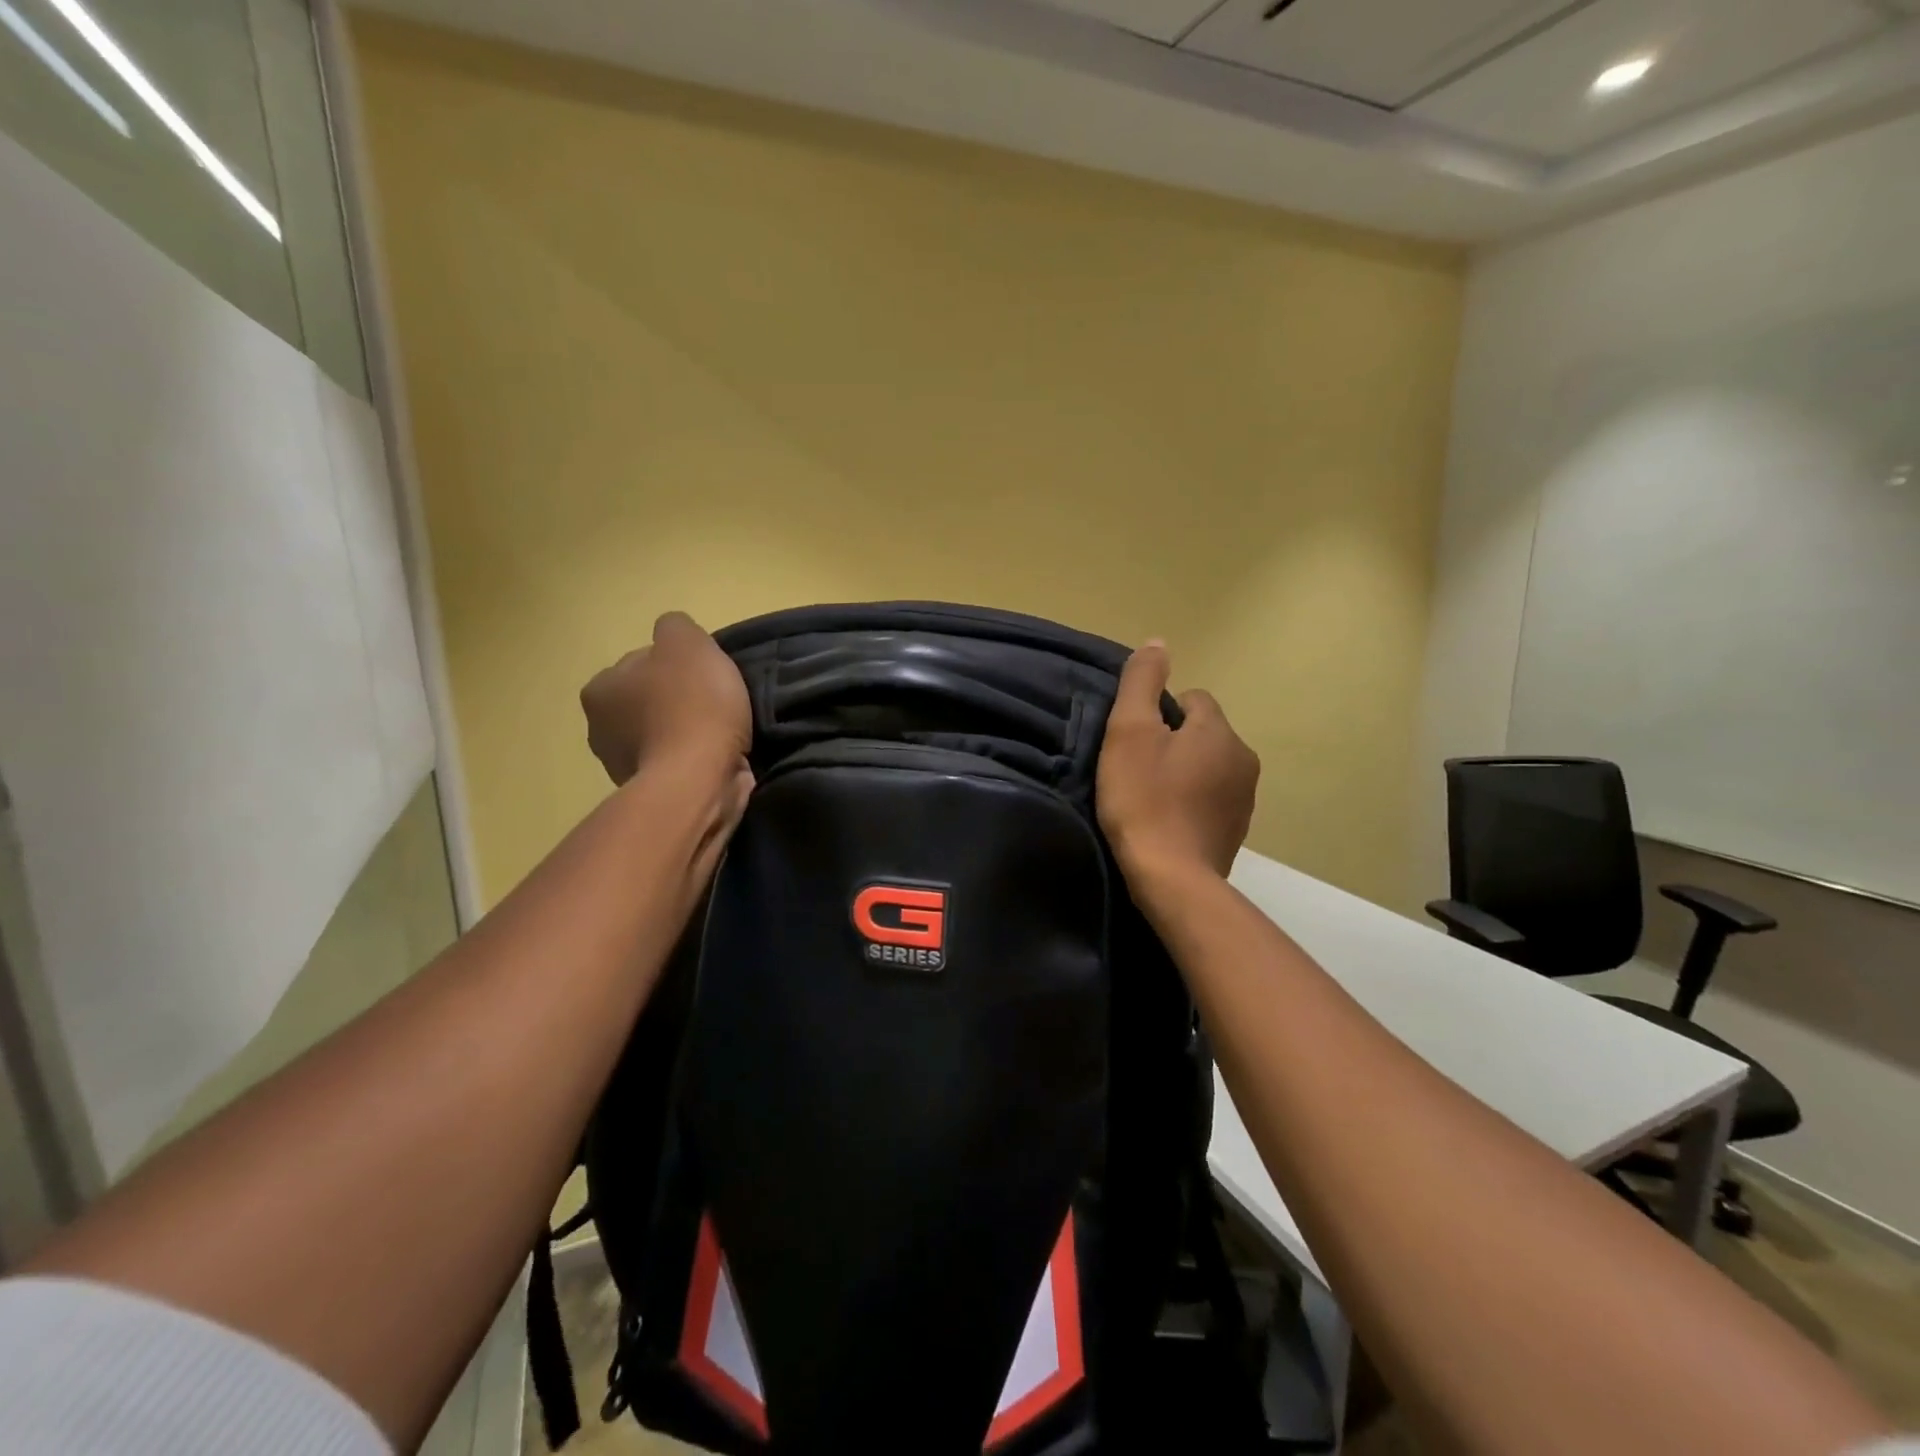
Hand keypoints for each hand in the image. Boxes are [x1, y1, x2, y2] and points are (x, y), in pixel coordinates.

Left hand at [580, 612, 751, 785]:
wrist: (700, 779)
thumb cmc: (691, 705)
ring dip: (687, 732)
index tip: (706, 676)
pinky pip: (676, 764)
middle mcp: (600, 728)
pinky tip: (717, 758)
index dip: (679, 666)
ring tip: (721, 734)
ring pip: (663, 734)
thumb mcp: (687, 642)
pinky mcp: (652, 793)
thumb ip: (675, 627)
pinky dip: (694, 760)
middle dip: (679, 701)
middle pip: (650, 700)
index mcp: (600, 688)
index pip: (643, 664)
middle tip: (716, 704)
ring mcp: (623, 766)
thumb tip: (673, 638)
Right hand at [1096, 640, 1258, 881]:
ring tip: (1151, 798)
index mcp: (1219, 730)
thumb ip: (1142, 682)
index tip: (1136, 743)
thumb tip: (1158, 642)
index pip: (1192, 699)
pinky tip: (1167, 821)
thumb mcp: (1129, 732)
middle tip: (1137, 770)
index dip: (1159, 715)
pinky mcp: (1237, 830)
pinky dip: (1192, 802)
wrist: (1171, 877)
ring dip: (1184, 773)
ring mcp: (1246, 798)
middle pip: (1202, 733)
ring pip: (1208, 766)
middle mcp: (1244, 758)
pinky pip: (1212, 799)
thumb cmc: (1143, 799)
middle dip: (1173, 744)